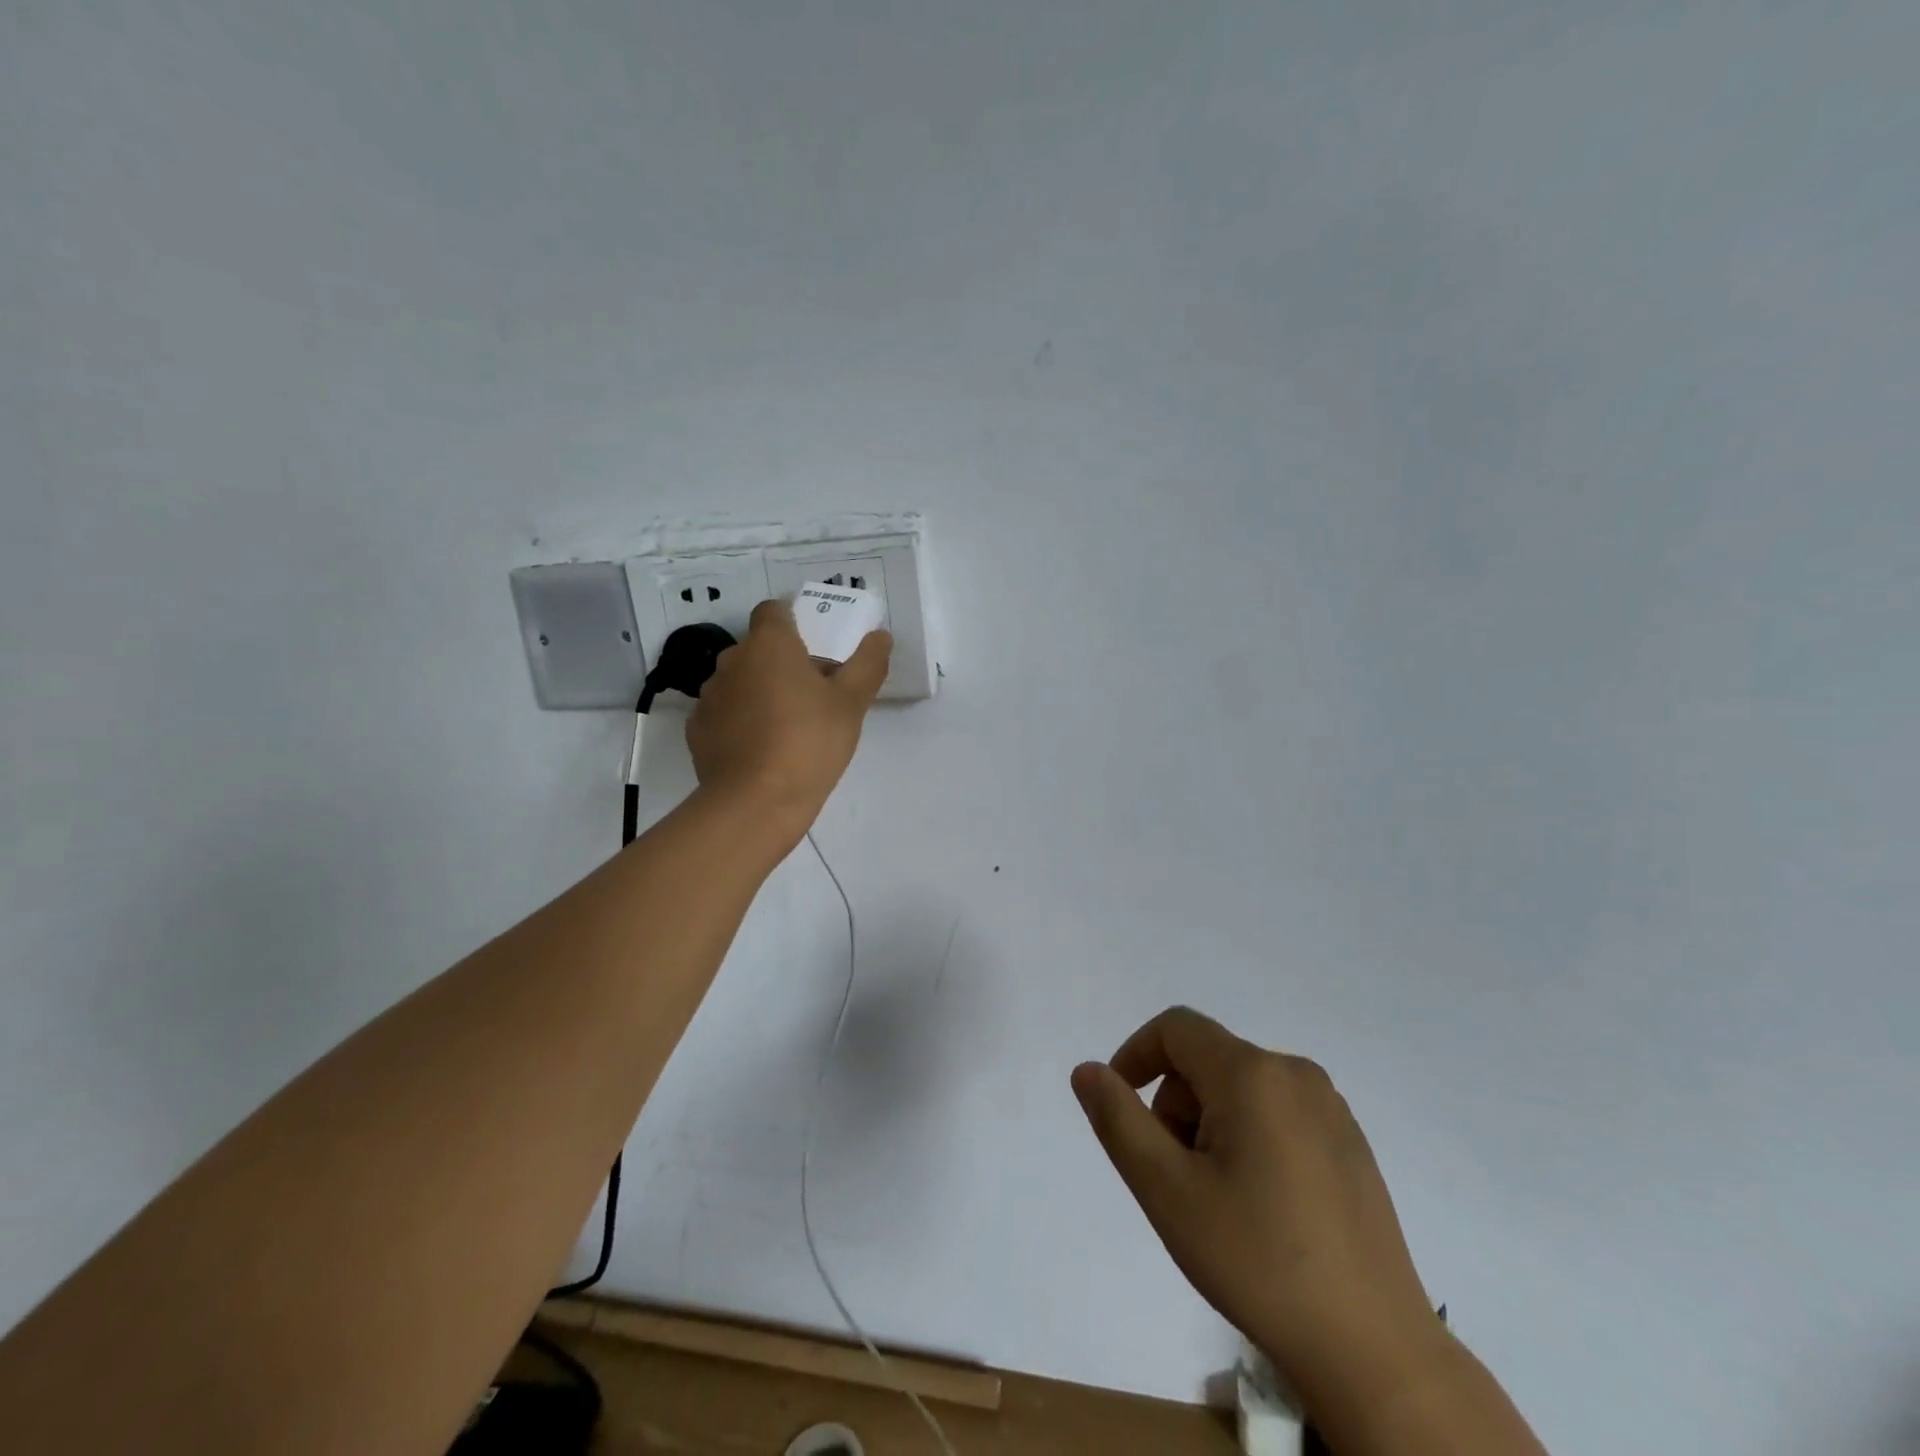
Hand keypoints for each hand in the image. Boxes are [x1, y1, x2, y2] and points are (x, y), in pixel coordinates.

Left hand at [686, 600, 890, 840]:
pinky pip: (724, 714)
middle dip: (780, 662)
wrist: (756, 801)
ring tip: (786, 725)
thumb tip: (880, 636)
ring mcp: (710, 695)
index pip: (773, 611)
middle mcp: (732, 660)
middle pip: (757, 648)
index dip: (793, 622)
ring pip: (739, 681)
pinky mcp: (698, 730)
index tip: (814, 646)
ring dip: (758, 691)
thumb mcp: (852, 703)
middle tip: (811, 692)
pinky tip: (761, 748)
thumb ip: (868, 664)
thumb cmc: (810, 741)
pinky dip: (740, 722)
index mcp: (770, 644)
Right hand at [1072, 1008, 1443, 1418]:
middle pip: (1207, 1060)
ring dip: (1209, 1123)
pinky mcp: (1351, 1141)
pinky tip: (1261, 1204)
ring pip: (1240, 1087)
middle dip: (1175, 1104)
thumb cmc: (1257, 1261)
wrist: (1374, 1350)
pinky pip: (1277, 1111)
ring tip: (1218, 1197)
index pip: (1175, 1028)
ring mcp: (1330, 1107)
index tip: (1119, 1107)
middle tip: (1175, 1176)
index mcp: (1252, 1073)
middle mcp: (1295, 1073)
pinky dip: (1248, 1136)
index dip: (1135, 1055)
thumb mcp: (1166, 1190)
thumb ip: (1118, 1119)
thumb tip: (1088, 1070)